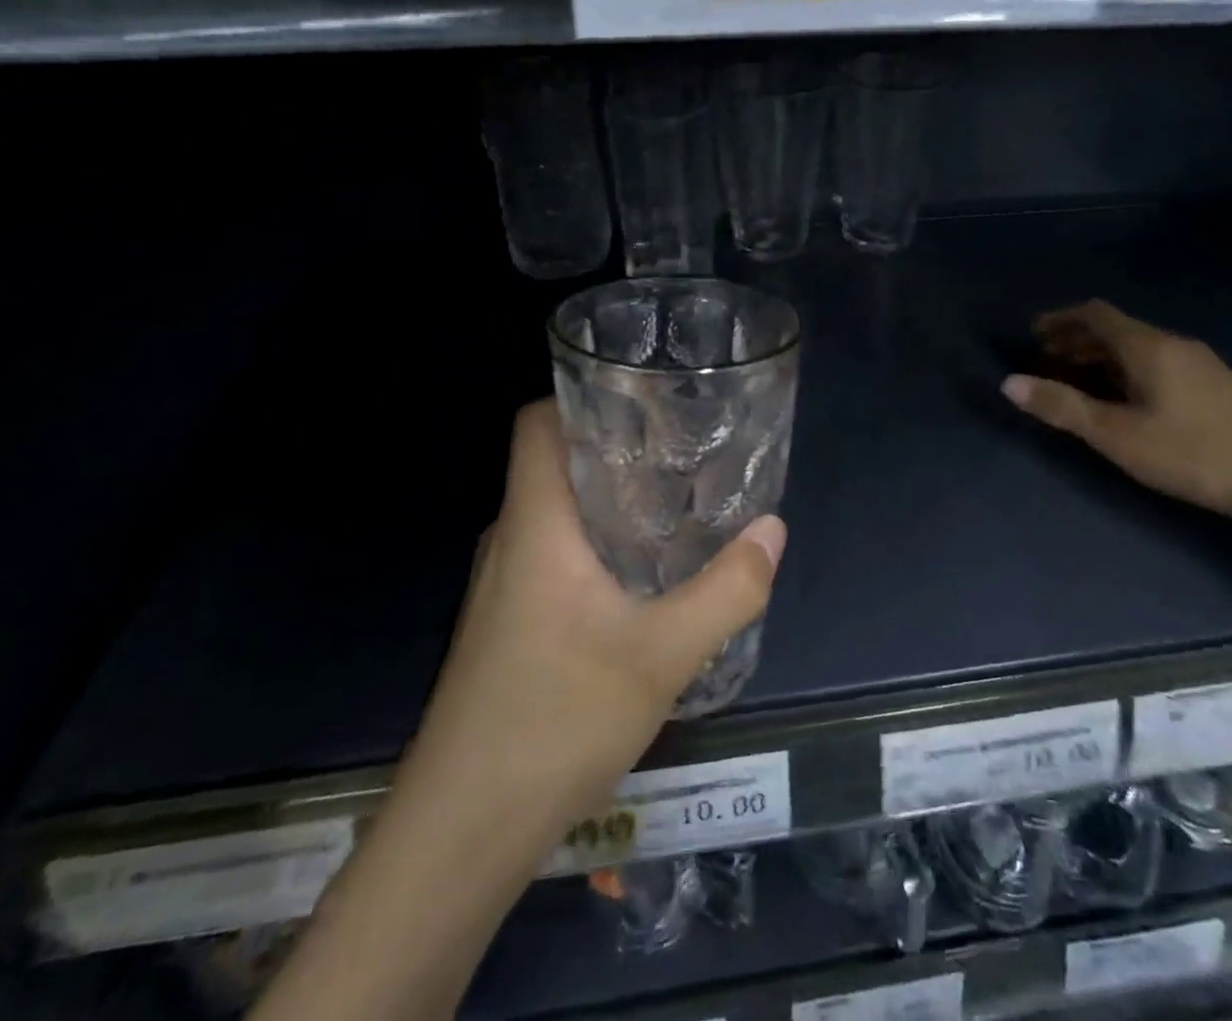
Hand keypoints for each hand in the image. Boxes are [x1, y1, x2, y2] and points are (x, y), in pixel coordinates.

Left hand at [399, 399, 785, 846]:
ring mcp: (503, 586)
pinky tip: (643, 575)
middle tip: (683, 445)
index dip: (582, 394)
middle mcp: (511, 540)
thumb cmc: (553, 723)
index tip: (644, 395)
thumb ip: (727, 590)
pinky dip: (598, 544)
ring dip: (610, 499)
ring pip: (558, 513)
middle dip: (616, 445)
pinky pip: (555, 555)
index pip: (537, 422)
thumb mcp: (661, 656)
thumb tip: (773, 528)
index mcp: (535, 523)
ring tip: (675, 499)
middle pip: (555, 463)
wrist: (459, 837)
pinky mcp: (508, 624)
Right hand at [1002, 300, 1231, 521]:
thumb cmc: (1192, 452)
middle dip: (1076, 340)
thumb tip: (1010, 383)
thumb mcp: (1117, 434)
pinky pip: (1154, 363)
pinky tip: (1122, 401)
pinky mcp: (1212, 385)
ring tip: (1075, 382)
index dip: (1060, 319)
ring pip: (1136, 348)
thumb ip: (1063, 407)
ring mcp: (1197, 363)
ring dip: (1100, 358)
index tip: (1033, 334)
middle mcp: (1172, 343)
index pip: (1095, 314)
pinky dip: (1124, 371)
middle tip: (1046, 361)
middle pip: (1115, 329)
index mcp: (1147, 346)